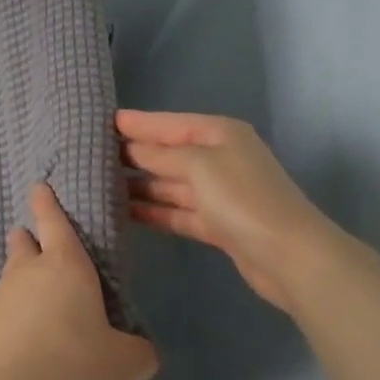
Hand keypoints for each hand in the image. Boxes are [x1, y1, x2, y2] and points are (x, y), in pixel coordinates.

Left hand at [0, 184, 158, 379]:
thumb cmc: (79, 363)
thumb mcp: (126, 362)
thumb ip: (139, 351)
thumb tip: (143, 352)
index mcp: (66, 264)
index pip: (53, 220)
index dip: (46, 202)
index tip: (38, 187)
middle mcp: (29, 270)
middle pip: (23, 241)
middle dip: (28, 238)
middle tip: (34, 245)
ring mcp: (2, 293)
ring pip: (9, 273)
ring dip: (19, 278)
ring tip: (33, 299)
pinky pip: (0, 306)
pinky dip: (11, 312)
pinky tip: (21, 334)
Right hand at [117, 109, 347, 315]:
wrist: (290, 256)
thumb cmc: (243, 198)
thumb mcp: (198, 165)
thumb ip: (160, 155)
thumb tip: (130, 148)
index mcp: (219, 134)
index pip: (169, 123)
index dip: (137, 123)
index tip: (99, 122)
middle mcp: (219, 158)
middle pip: (168, 153)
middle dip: (133, 155)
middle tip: (89, 156)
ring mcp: (218, 193)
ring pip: (169, 184)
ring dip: (138, 185)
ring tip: (98, 185)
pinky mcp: (217, 225)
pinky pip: (177, 212)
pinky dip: (153, 211)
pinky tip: (122, 213)